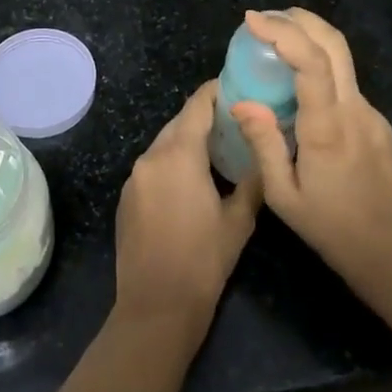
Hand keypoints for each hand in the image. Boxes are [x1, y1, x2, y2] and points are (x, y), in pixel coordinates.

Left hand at [114, 81, 261, 340]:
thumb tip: (265, 152)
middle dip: (204, 117)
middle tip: (236, 118)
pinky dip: (172, 162)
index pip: (197, 106)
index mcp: (178, 155)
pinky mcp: (126, 198)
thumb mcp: (239, 220)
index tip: (237, 83)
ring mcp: (134, 178)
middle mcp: (150, 157)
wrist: (156, 308)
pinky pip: (152, 166)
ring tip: (219, 147)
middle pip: (179, 123)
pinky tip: (192, 179)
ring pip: (164, 144)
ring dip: (188, 141)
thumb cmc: (204, 262)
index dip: (216, 90)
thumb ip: (252, 179)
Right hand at [231, 9, 391, 299]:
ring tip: (273, 45)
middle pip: (335, 45)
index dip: (283, 33)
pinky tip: (297, 88)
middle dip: (301, 19)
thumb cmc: (332, 229)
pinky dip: (319, 71)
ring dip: (309, 41)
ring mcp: (371, 114)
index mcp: (328, 128)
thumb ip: (263, 145)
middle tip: (265, 17)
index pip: (312, 63)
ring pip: (342, 62)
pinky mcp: (377, 123)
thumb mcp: (283, 197)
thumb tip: (241, 102)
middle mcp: (355, 110)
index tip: (252, 20)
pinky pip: (345, 86)